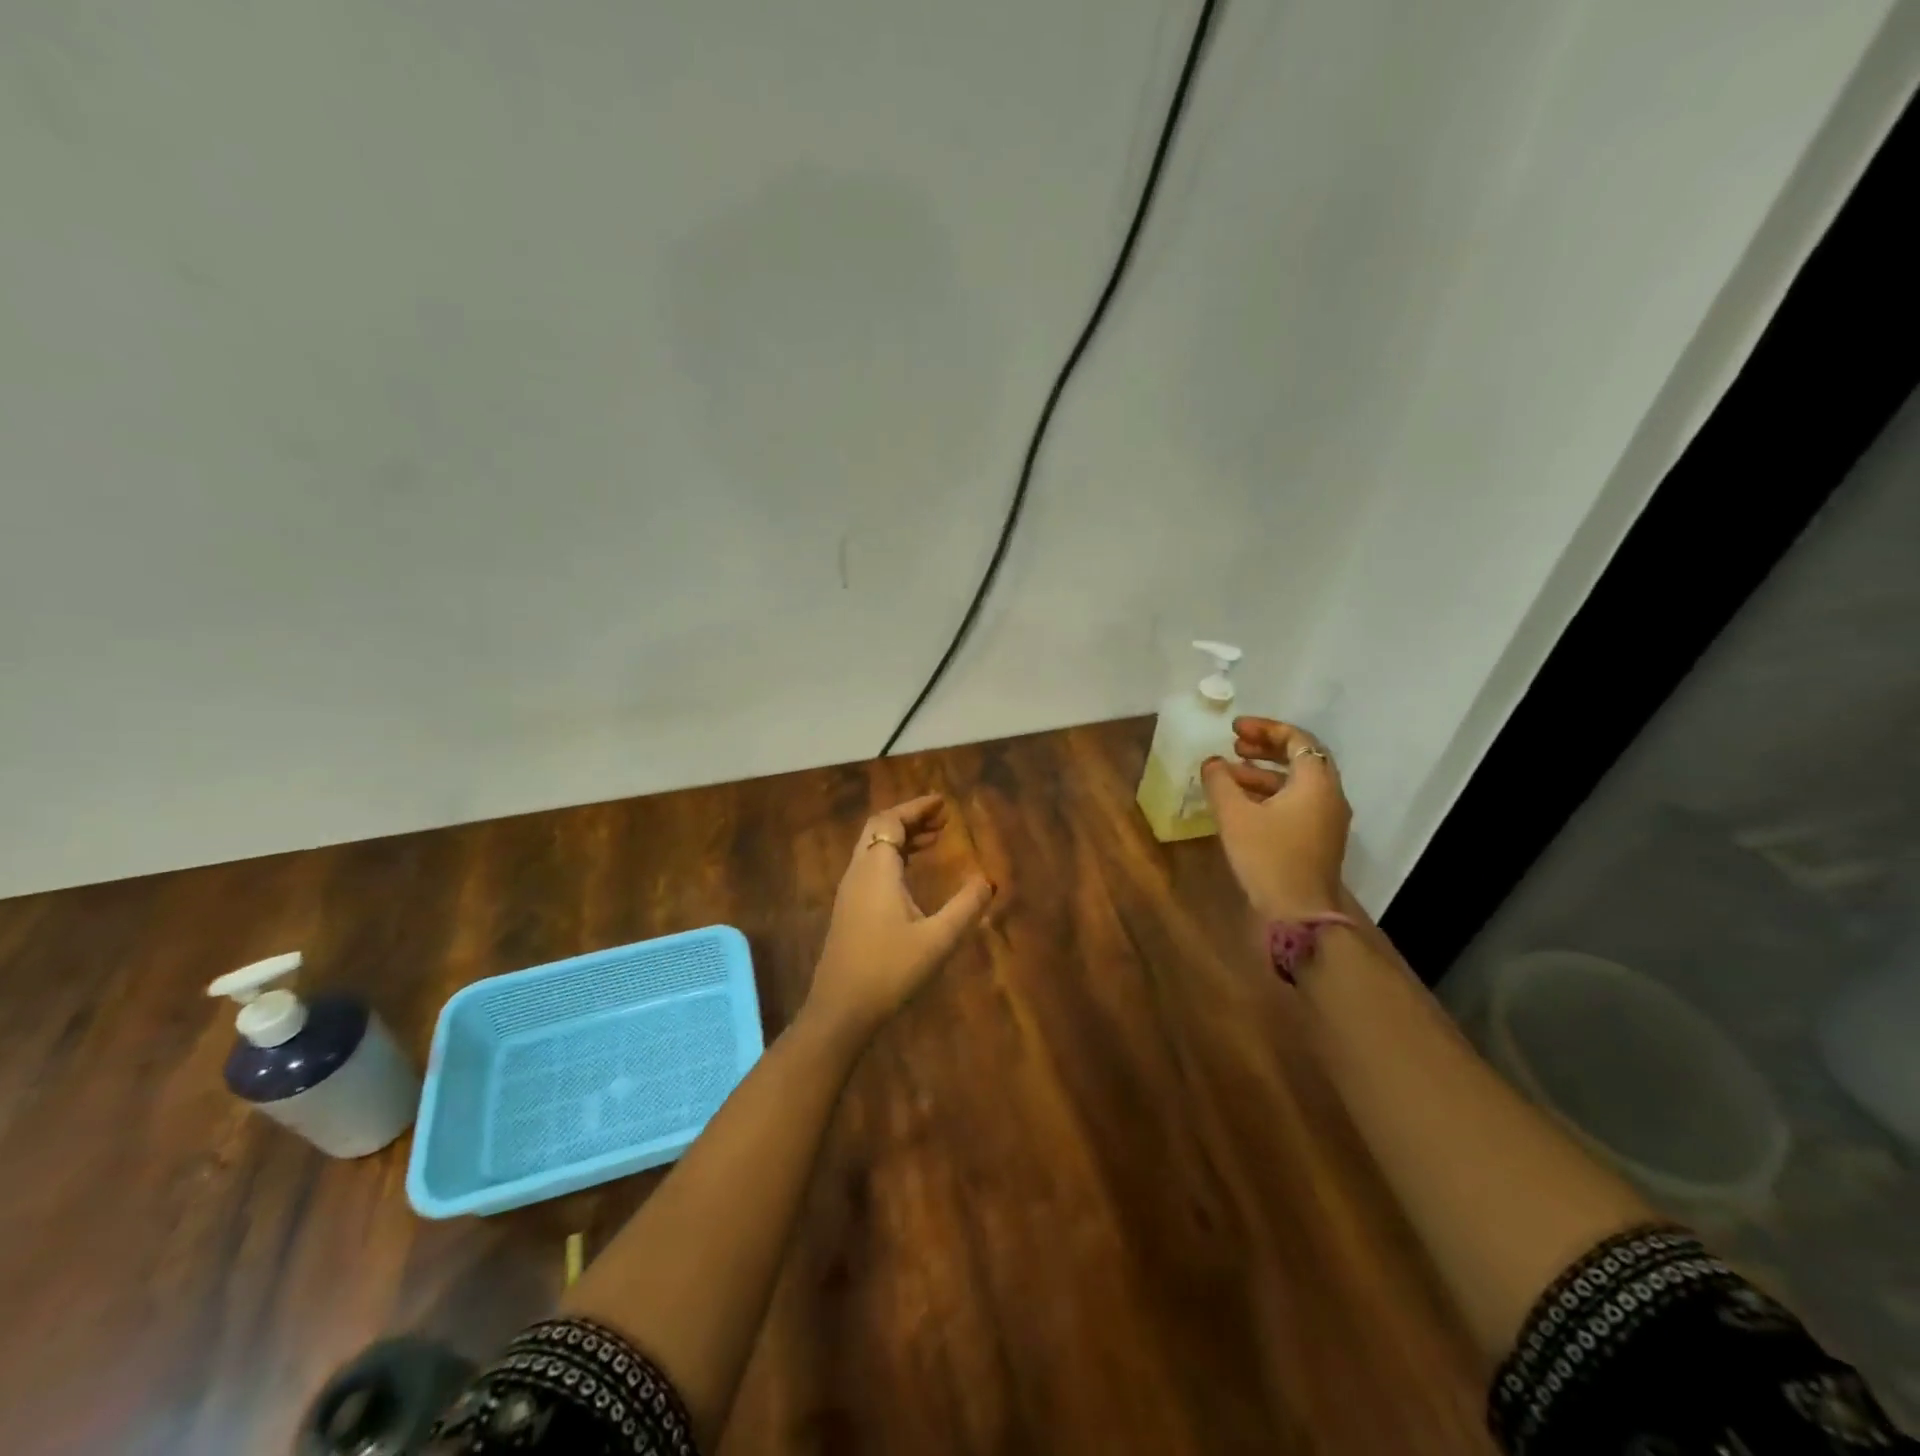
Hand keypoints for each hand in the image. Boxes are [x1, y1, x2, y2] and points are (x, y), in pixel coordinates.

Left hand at [807, 795, 994, 1038]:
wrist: (841, 1010)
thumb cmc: (890, 969)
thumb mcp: (938, 940)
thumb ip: (965, 907)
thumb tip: (988, 880)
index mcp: (876, 870)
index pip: (891, 821)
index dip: (916, 808)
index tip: (942, 803)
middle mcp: (858, 873)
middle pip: (879, 829)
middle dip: (910, 818)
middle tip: (942, 819)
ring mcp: (850, 892)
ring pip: (873, 849)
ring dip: (902, 838)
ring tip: (935, 840)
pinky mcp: (849, 910)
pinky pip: (871, 867)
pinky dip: (893, 858)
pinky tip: (912, 874)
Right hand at [1201, 717, 1351, 920]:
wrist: (1299, 914)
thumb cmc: (1268, 857)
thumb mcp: (1235, 815)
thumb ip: (1220, 782)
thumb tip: (1212, 762)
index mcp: (1316, 782)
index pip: (1297, 739)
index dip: (1265, 728)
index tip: (1234, 729)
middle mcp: (1329, 795)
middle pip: (1301, 758)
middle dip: (1265, 748)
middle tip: (1234, 746)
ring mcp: (1328, 819)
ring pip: (1297, 782)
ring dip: (1264, 772)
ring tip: (1229, 775)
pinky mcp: (1319, 838)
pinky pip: (1297, 802)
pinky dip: (1271, 793)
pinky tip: (1242, 803)